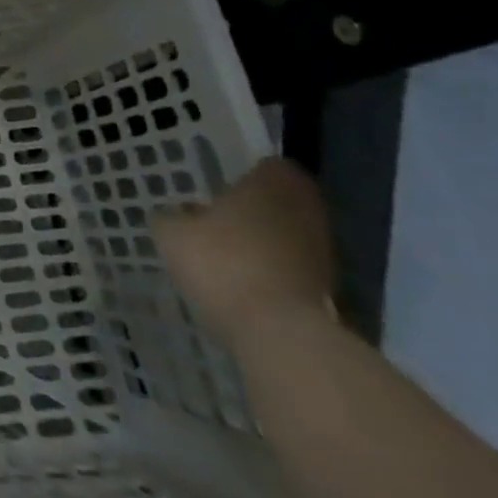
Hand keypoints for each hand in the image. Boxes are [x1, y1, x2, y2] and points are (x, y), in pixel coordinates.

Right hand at [152, 156, 337, 351]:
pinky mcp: (326, 288)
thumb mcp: (171, 233)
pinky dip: (273, 269)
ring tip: (228, 251)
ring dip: (266, 239)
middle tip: (220, 215)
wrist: (278, 332)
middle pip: (284, 200)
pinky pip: (294, 266)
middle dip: (257, 207)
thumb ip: (171, 216)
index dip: (248, 172)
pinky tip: (243, 280)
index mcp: (271, 186)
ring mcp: (322, 252)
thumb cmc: (221, 263)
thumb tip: (177, 214)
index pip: (271, 165)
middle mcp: (305, 211)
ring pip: (290, 233)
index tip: (223, 184)